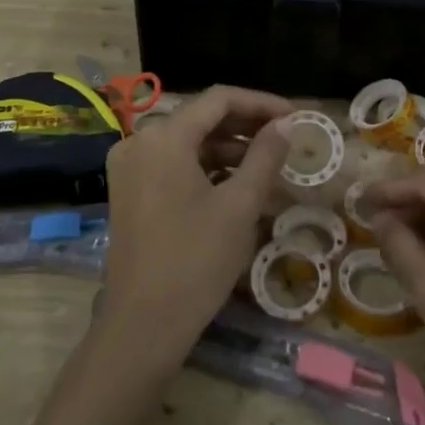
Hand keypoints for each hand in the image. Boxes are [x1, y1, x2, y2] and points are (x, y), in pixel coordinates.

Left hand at [99, 85, 293, 369]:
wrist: (143, 326)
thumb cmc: (196, 261)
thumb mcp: (240, 205)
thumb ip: (265, 156)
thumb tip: (285, 124)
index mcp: (164, 137)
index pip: (219, 99)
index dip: (260, 103)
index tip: (295, 116)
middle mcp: (139, 142)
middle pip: (200, 117)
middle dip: (245, 124)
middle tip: (285, 137)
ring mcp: (129, 167)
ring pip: (187, 141)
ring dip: (227, 147)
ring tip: (267, 163)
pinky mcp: (128, 191)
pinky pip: (173, 163)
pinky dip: (205, 167)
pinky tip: (236, 183)